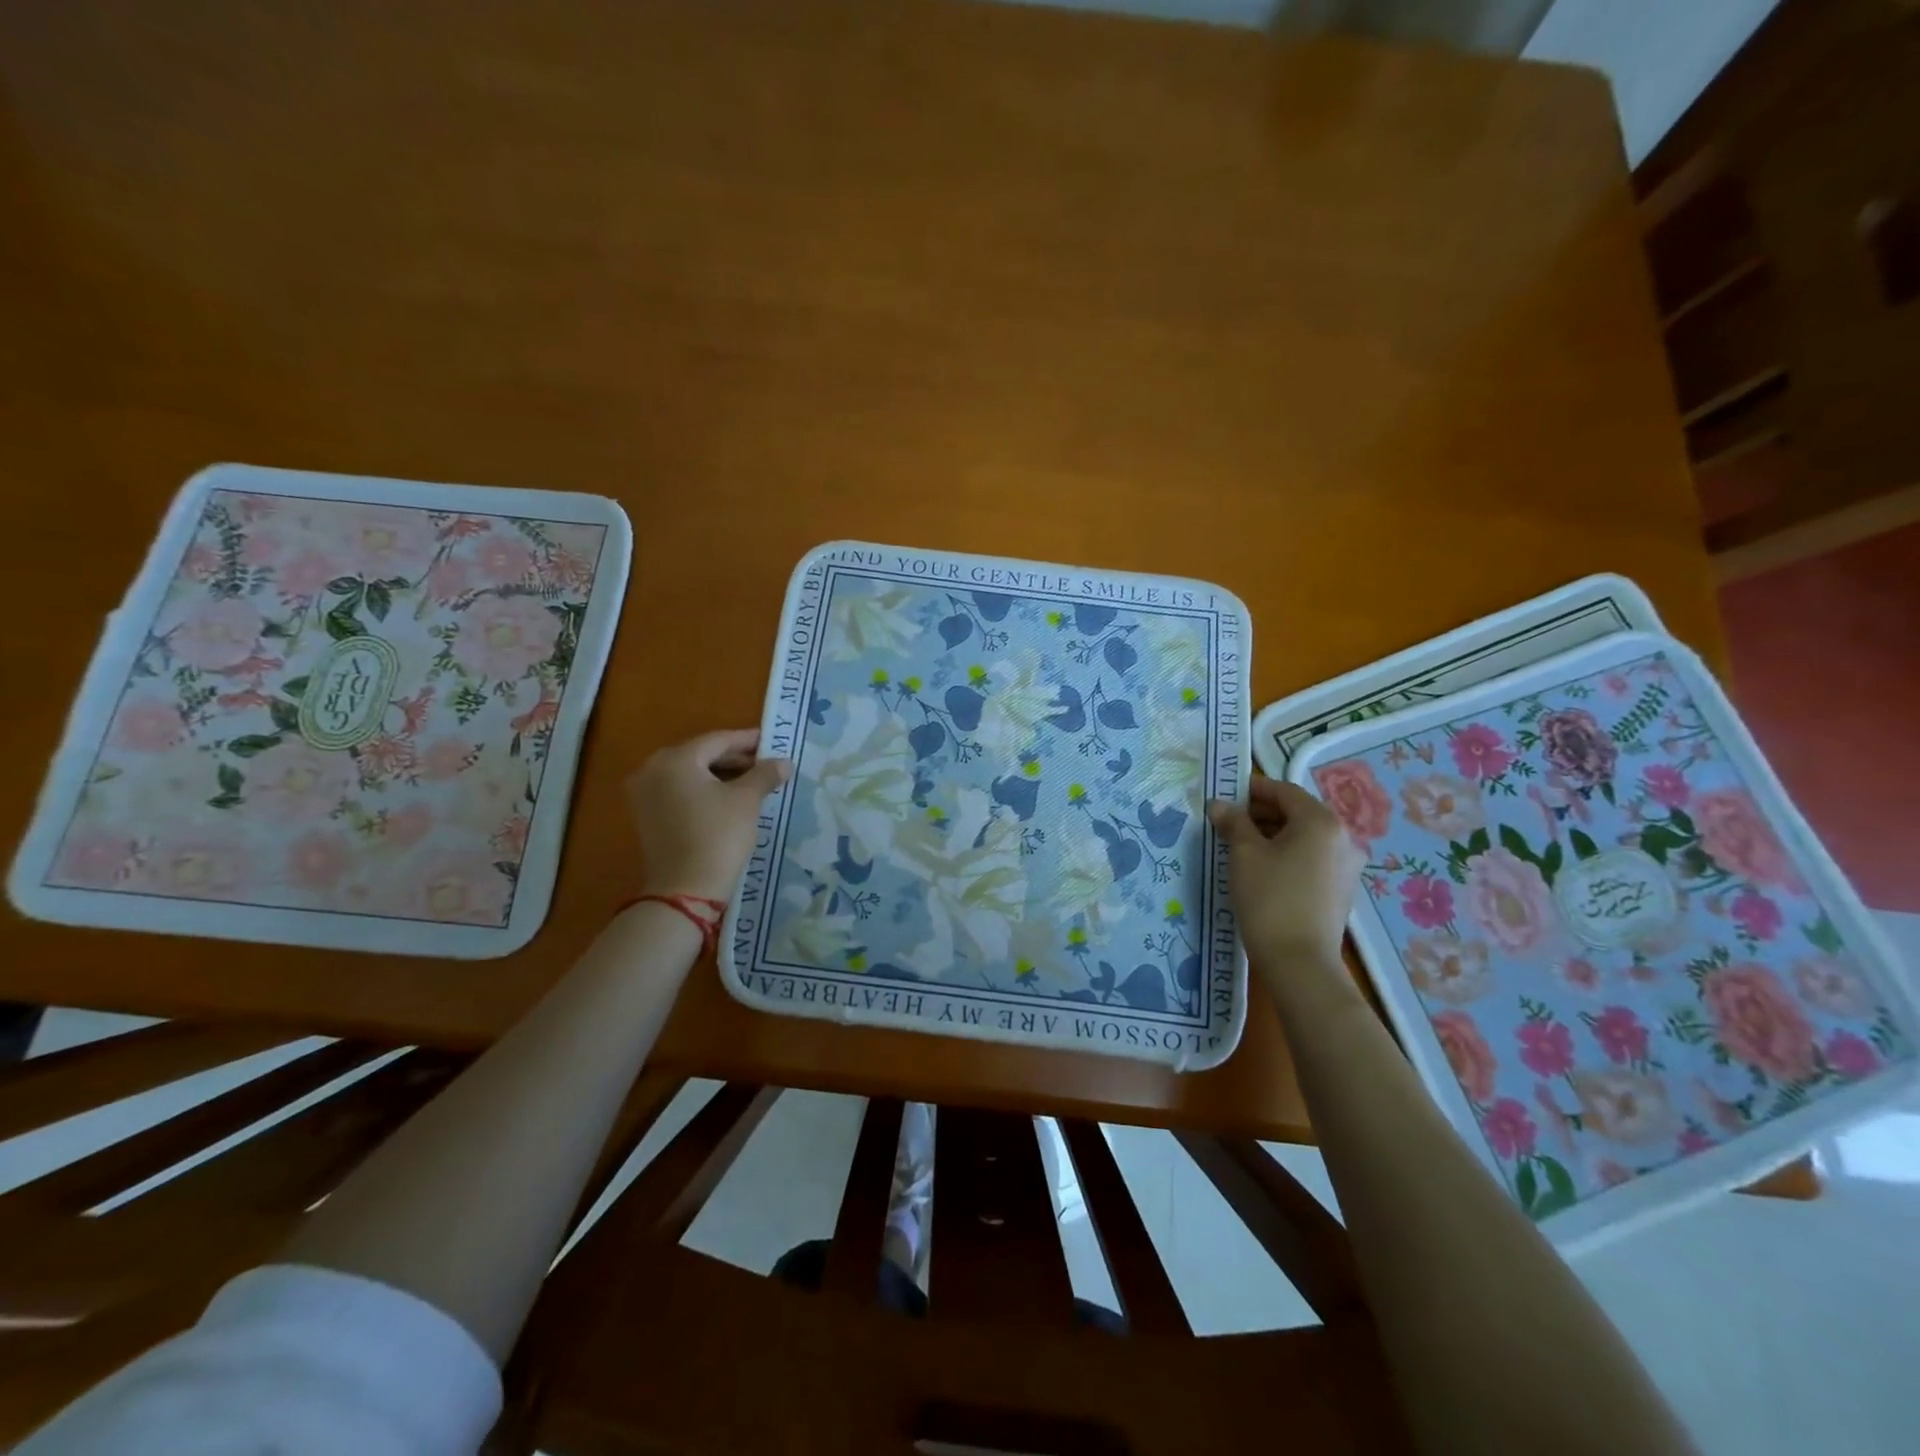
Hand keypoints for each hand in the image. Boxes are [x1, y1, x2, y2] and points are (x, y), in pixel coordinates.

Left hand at [627, 729, 790, 902]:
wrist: (685, 889)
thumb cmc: (718, 836)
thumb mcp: (746, 800)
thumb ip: (765, 774)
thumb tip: (783, 762)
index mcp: (675, 760)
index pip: (717, 740)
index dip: (747, 740)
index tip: (771, 741)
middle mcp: (652, 770)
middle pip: (700, 755)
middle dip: (734, 758)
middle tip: (764, 763)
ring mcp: (644, 795)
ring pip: (689, 775)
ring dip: (720, 775)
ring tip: (751, 781)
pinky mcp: (646, 817)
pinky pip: (679, 792)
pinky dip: (703, 791)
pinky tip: (728, 799)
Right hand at [1207, 778, 1362, 972]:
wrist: (1300, 962)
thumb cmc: (1269, 898)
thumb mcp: (1244, 855)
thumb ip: (1233, 823)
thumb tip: (1219, 805)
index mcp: (1321, 822)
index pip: (1284, 791)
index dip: (1253, 790)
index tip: (1226, 796)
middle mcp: (1343, 838)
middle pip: (1298, 813)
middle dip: (1262, 813)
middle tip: (1229, 823)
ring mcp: (1347, 866)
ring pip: (1305, 837)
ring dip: (1274, 835)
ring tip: (1241, 847)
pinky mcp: (1342, 889)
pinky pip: (1312, 859)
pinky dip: (1288, 855)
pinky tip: (1264, 870)